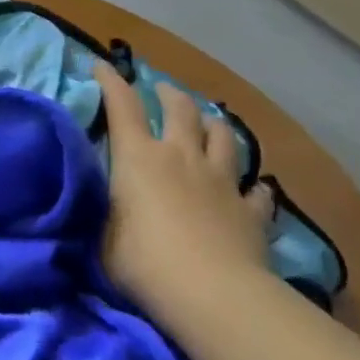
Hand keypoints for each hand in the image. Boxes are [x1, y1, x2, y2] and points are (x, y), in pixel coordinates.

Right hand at [96, 62, 273, 333]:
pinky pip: (258, 192)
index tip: (101, 64)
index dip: (111, 80)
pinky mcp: (251, 212)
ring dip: (214, 125)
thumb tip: (100, 193)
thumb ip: (103, 206)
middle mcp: (181, 156)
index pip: (122, 105)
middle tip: (163, 91)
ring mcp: (221, 182)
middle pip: (181, 110)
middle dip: (170, 94)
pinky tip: (254, 191)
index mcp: (138, 156)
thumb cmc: (143, 261)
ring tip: (209, 124)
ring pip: (223, 137)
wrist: (213, 295)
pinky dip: (254, 188)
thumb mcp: (103, 232)